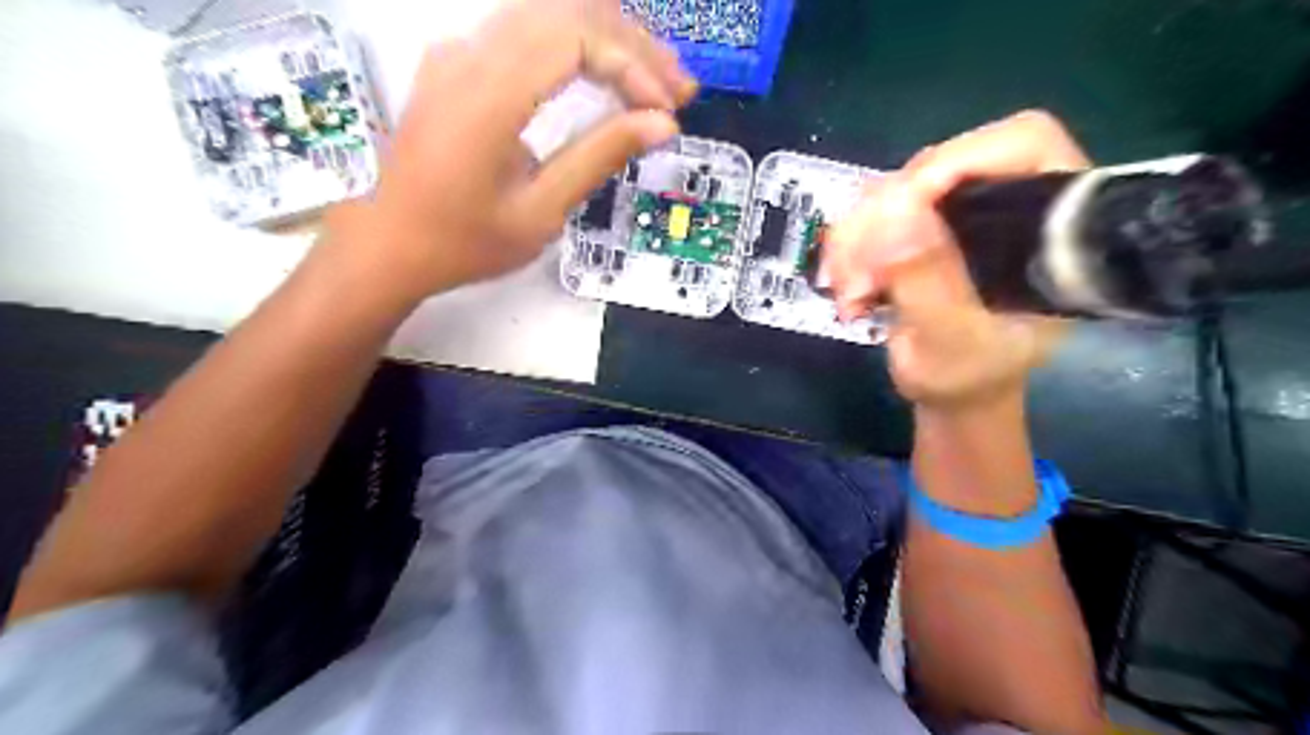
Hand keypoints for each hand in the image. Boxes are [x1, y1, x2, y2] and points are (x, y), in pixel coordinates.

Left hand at [331, 0, 694, 304]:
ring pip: (547, 14)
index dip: (632, 65)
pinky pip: (524, 31)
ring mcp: (457, 52)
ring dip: (608, 40)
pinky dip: (574, 45)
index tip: (665, 111)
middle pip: (566, 12)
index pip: (575, 37)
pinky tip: (603, 72)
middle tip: (679, 88)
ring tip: (653, 80)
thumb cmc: (465, 241)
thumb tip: (661, 123)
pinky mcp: (456, 63)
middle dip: (632, 45)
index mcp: (488, 94)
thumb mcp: (541, 212)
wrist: (390, 243)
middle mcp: (470, 54)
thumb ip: (599, 157)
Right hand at [822, 111, 1092, 415]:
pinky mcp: (925, 223)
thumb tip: (895, 210)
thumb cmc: (967, 377)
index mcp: (1051, 226)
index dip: (957, 160)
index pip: (1022, 145)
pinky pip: (873, 212)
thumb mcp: (949, 342)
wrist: (952, 391)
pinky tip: (848, 286)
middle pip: (938, 166)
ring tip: (849, 294)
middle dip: (882, 219)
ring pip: (894, 189)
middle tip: (853, 278)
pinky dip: (850, 247)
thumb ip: (928, 281)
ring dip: (857, 239)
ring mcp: (961, 210)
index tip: (897, 209)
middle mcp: (1007, 202)